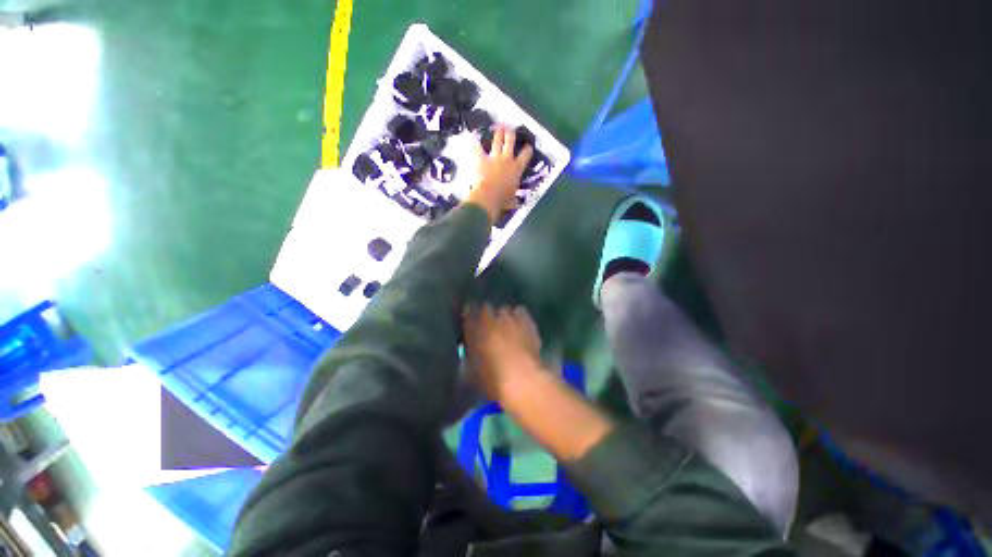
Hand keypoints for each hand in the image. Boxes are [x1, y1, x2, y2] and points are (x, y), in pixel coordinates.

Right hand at [463, 304, 543, 400]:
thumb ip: (468, 359)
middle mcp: (490, 318)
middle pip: (486, 308)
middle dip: (488, 315)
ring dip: (505, 317)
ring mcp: (509, 317)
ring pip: (505, 309)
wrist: (521, 378)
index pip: (468, 312)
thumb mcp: (471, 374)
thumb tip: (468, 355)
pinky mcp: (527, 321)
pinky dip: (520, 318)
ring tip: (508, 327)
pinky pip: (521, 312)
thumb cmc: (492, 379)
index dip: (470, 315)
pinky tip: (522, 327)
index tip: (471, 320)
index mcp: (472, 329)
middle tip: (490, 327)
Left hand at [466, 125, 533, 223]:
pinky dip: (475, 140)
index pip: (526, 155)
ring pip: (497, 140)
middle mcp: (507, 159)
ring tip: (499, 125)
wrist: (488, 197)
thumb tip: (516, 203)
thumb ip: (514, 199)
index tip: (528, 146)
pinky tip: (474, 133)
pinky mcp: (480, 158)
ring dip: (498, 132)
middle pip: (510, 141)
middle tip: (510, 128)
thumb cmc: (502, 200)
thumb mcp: (512, 200)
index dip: (527, 149)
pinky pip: (477, 146)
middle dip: (510, 133)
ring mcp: (493, 157)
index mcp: (517, 168)